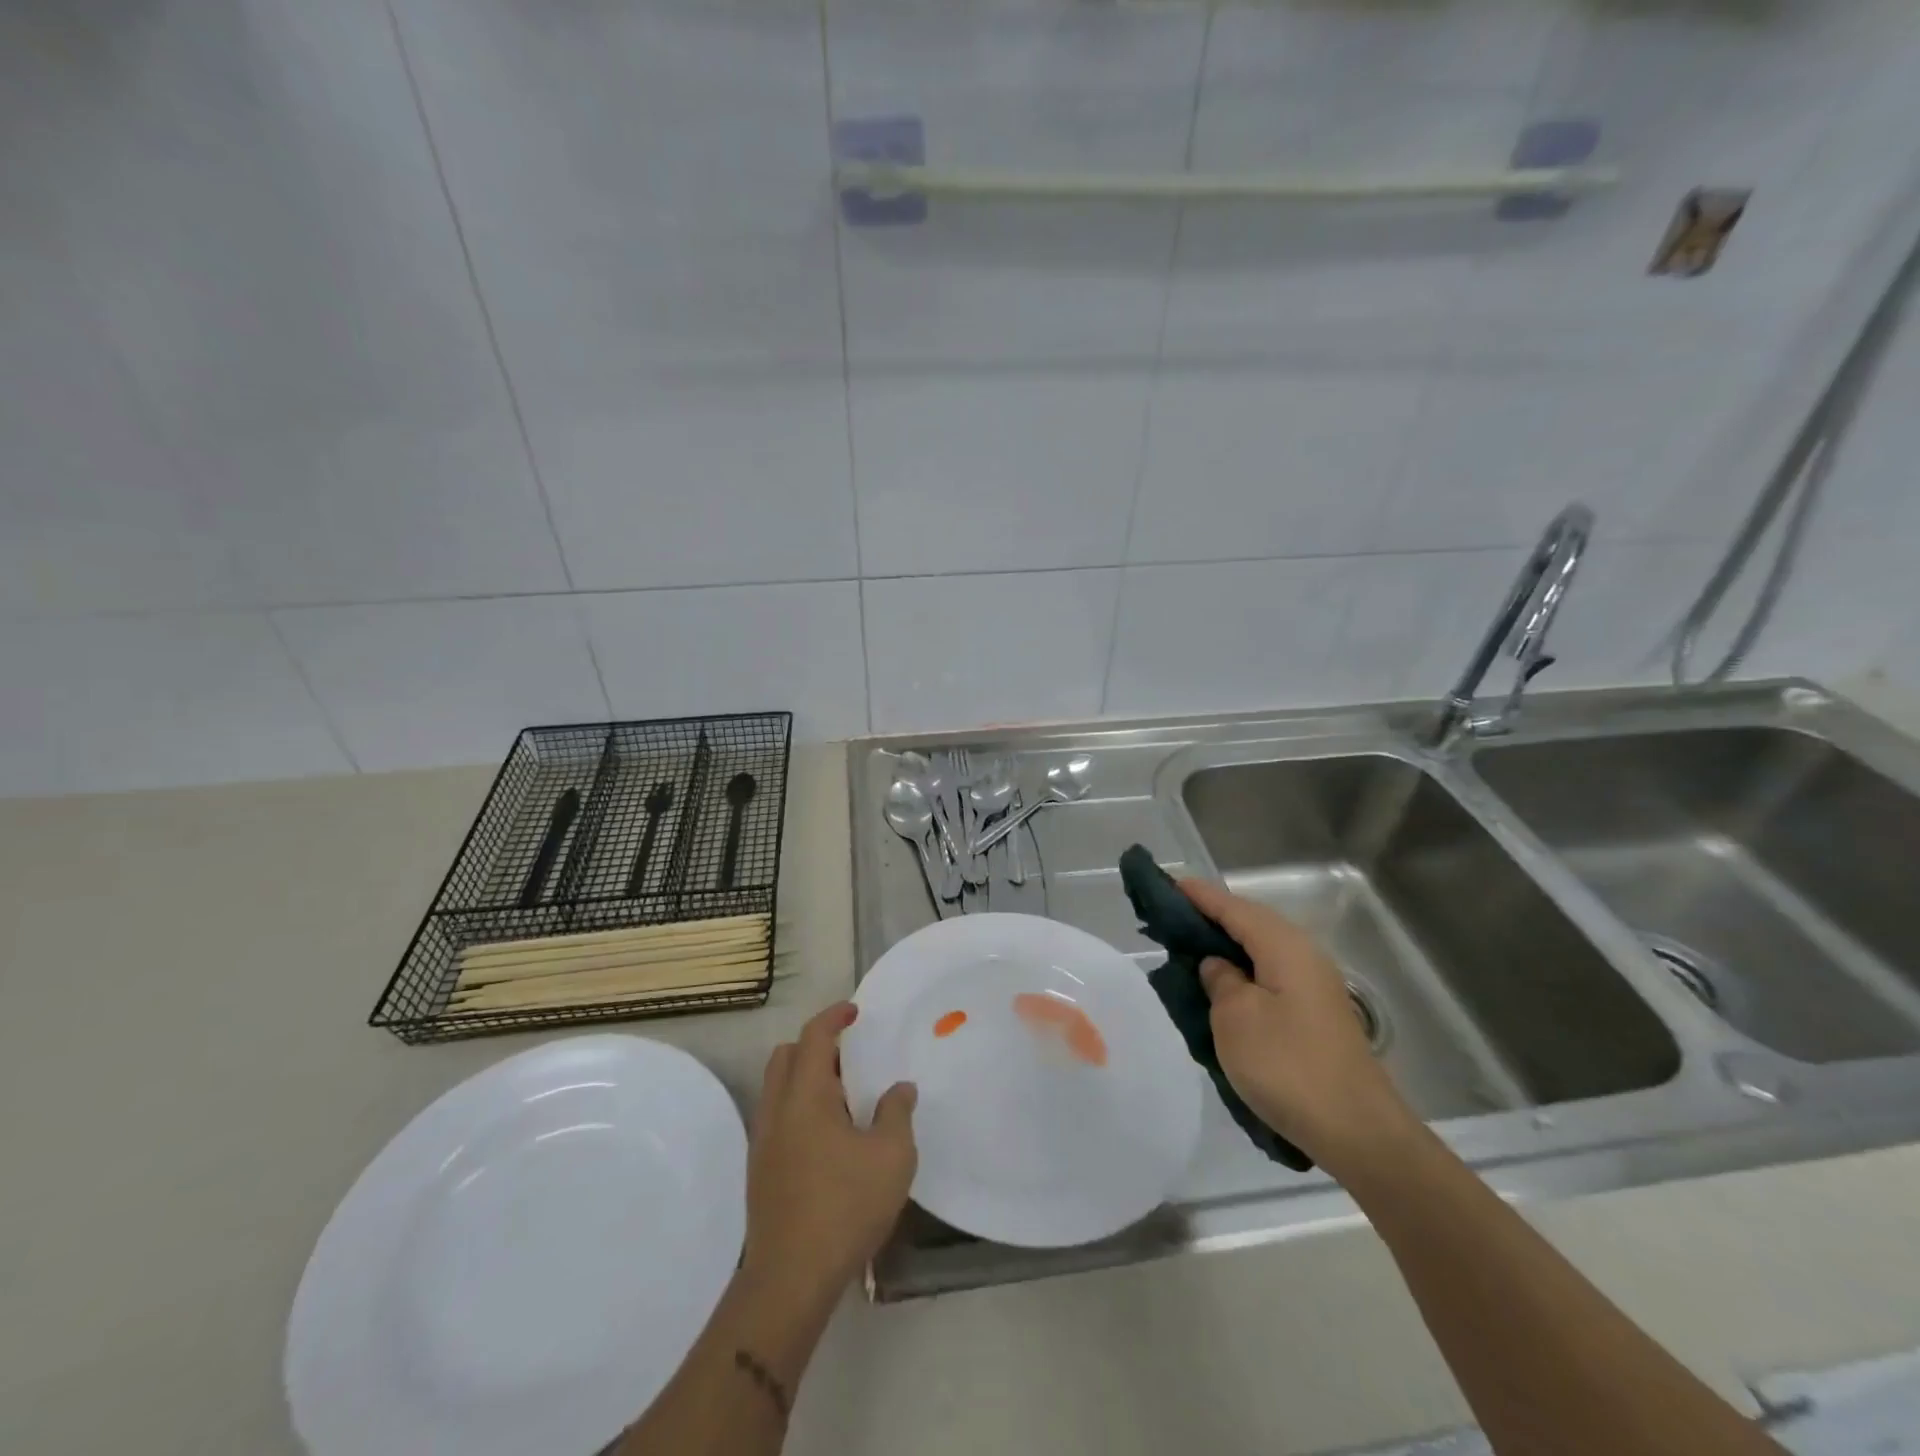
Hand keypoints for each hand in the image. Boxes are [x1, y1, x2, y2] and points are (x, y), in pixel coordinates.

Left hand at [742, 1002, 916, 1306]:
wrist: (791, 1279)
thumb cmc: (845, 1206)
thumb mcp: (892, 1156)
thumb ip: (897, 1112)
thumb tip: (900, 1088)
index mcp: (805, 1095)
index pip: (813, 1036)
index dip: (834, 1016)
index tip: (855, 1012)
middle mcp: (776, 1109)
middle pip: (785, 1055)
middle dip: (815, 1045)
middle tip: (849, 1056)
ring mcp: (763, 1141)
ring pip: (777, 1087)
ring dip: (805, 1077)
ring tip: (844, 1097)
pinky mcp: (760, 1170)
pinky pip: (777, 1116)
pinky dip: (799, 1106)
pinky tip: (828, 1137)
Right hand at [1179, 878, 1416, 1175]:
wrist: (1357, 1132)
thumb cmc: (1287, 1066)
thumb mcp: (1235, 1018)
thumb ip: (1219, 980)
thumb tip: (1218, 965)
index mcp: (1283, 946)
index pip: (1232, 906)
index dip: (1198, 895)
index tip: (1166, 884)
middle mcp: (1303, 955)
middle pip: (1249, 922)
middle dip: (1211, 917)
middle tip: (1169, 918)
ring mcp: (1314, 986)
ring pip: (1260, 950)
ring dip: (1226, 946)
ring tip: (1188, 949)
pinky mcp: (1315, 1014)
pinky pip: (1269, 974)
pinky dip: (1242, 971)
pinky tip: (1223, 986)